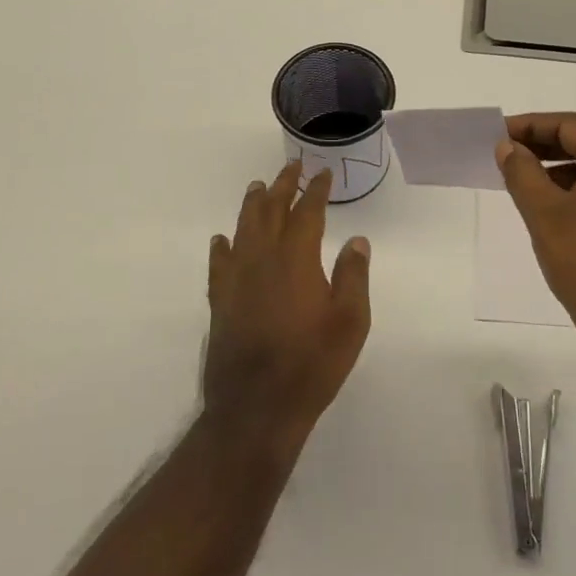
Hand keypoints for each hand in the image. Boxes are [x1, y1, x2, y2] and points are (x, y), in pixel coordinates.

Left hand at [204, 160, 371, 444]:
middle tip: (291, 166)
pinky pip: (219, 264)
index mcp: (296, 258)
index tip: (322, 174)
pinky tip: (222, 240)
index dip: (315, 191)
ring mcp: (237, 279)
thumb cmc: (312, 363)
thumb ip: (353, 276)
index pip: (307, 212)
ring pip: (243, 229)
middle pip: (270, 211)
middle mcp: (263, 259)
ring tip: (258, 187)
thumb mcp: (350, 321)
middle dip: (282, 186)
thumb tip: (357, 240)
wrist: (256, 408)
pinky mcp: (220, 302)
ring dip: (252, 205)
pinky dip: (222, 247)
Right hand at [495, 112, 575, 354]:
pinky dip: (575, 188)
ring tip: (521, 179)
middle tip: (506, 153)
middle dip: (543, 144)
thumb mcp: (544, 213)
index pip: (571, 126)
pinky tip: (549, 205)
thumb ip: (522, 172)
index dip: (532, 125)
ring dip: (557, 167)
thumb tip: (507, 147)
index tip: (499, 134)